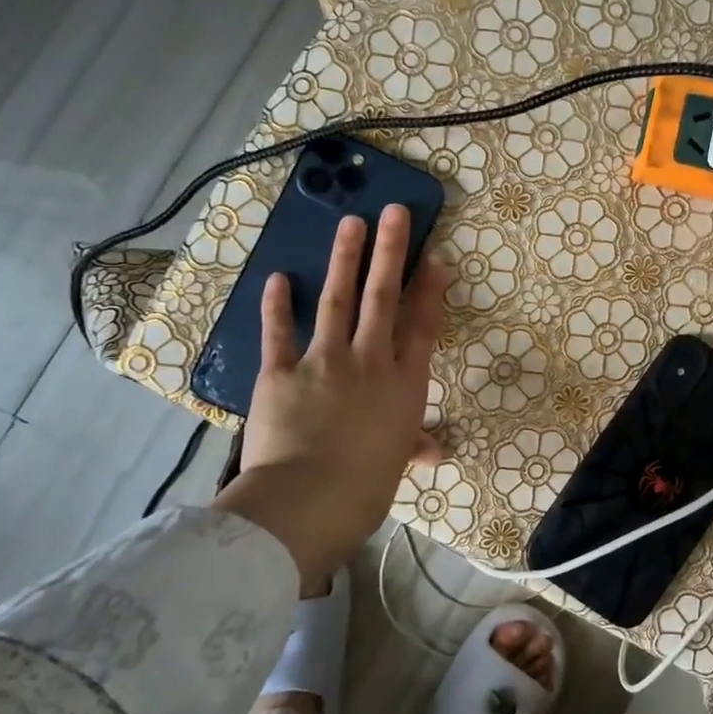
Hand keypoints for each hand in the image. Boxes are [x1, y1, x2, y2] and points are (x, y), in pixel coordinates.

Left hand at [213, 205, 448, 593]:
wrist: (308, 501)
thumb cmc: (365, 487)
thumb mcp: (396, 464)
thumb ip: (414, 446)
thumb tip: (435, 452)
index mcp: (403, 384)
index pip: (422, 326)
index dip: (429, 289)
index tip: (435, 257)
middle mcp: (369, 361)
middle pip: (383, 297)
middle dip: (390, 252)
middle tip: (395, 212)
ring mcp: (324, 361)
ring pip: (338, 301)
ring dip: (345, 259)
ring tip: (350, 222)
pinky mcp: (280, 372)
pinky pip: (279, 332)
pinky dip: (277, 305)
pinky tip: (280, 278)